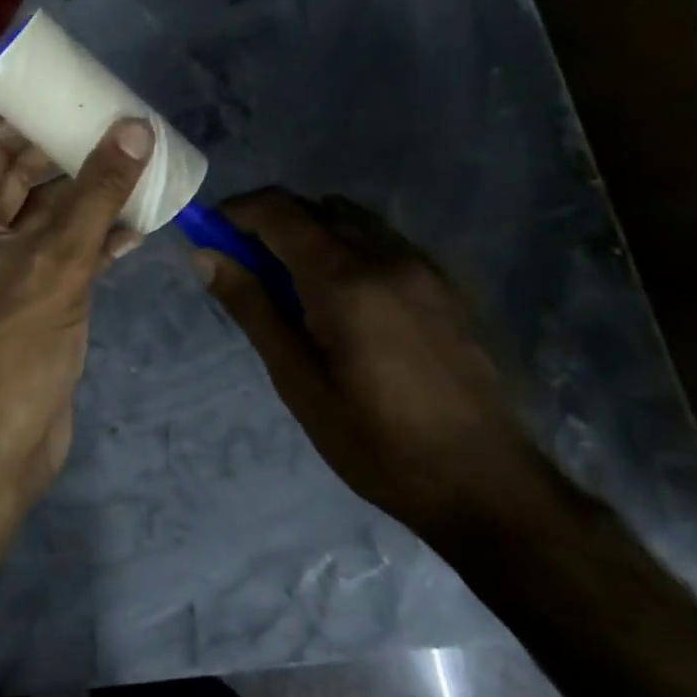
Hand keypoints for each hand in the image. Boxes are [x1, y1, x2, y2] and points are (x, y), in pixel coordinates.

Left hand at [0, 115, 152, 498]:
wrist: (6, 436)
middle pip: (29, 175)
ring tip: (143, 169)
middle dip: (73, 154)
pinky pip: (68, 248)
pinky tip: (139, 226)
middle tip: (125, 130)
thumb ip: (97, 192)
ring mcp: (11, 263)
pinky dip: (98, 236)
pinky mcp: (38, 292)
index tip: (81, 97)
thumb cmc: (17, 340)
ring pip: (54, 213)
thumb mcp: (59, 258)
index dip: (35, 118)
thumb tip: (134, 128)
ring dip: (93, 196)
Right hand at [195, 188, 559, 543]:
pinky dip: (348, 248)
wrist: (490, 488)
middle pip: (313, 208)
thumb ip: (252, 307)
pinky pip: (383, 241)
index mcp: (343, 279)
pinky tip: (347, 302)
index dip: (236, 212)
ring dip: (311, 233)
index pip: (278, 210)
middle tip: (248, 270)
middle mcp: (385, 256)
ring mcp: (423, 267)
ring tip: (296, 288)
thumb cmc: (377, 442)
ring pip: (350, 220)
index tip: (211, 236)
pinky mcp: (447, 286)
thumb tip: (205, 255)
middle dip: (270, 224)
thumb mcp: (298, 381)